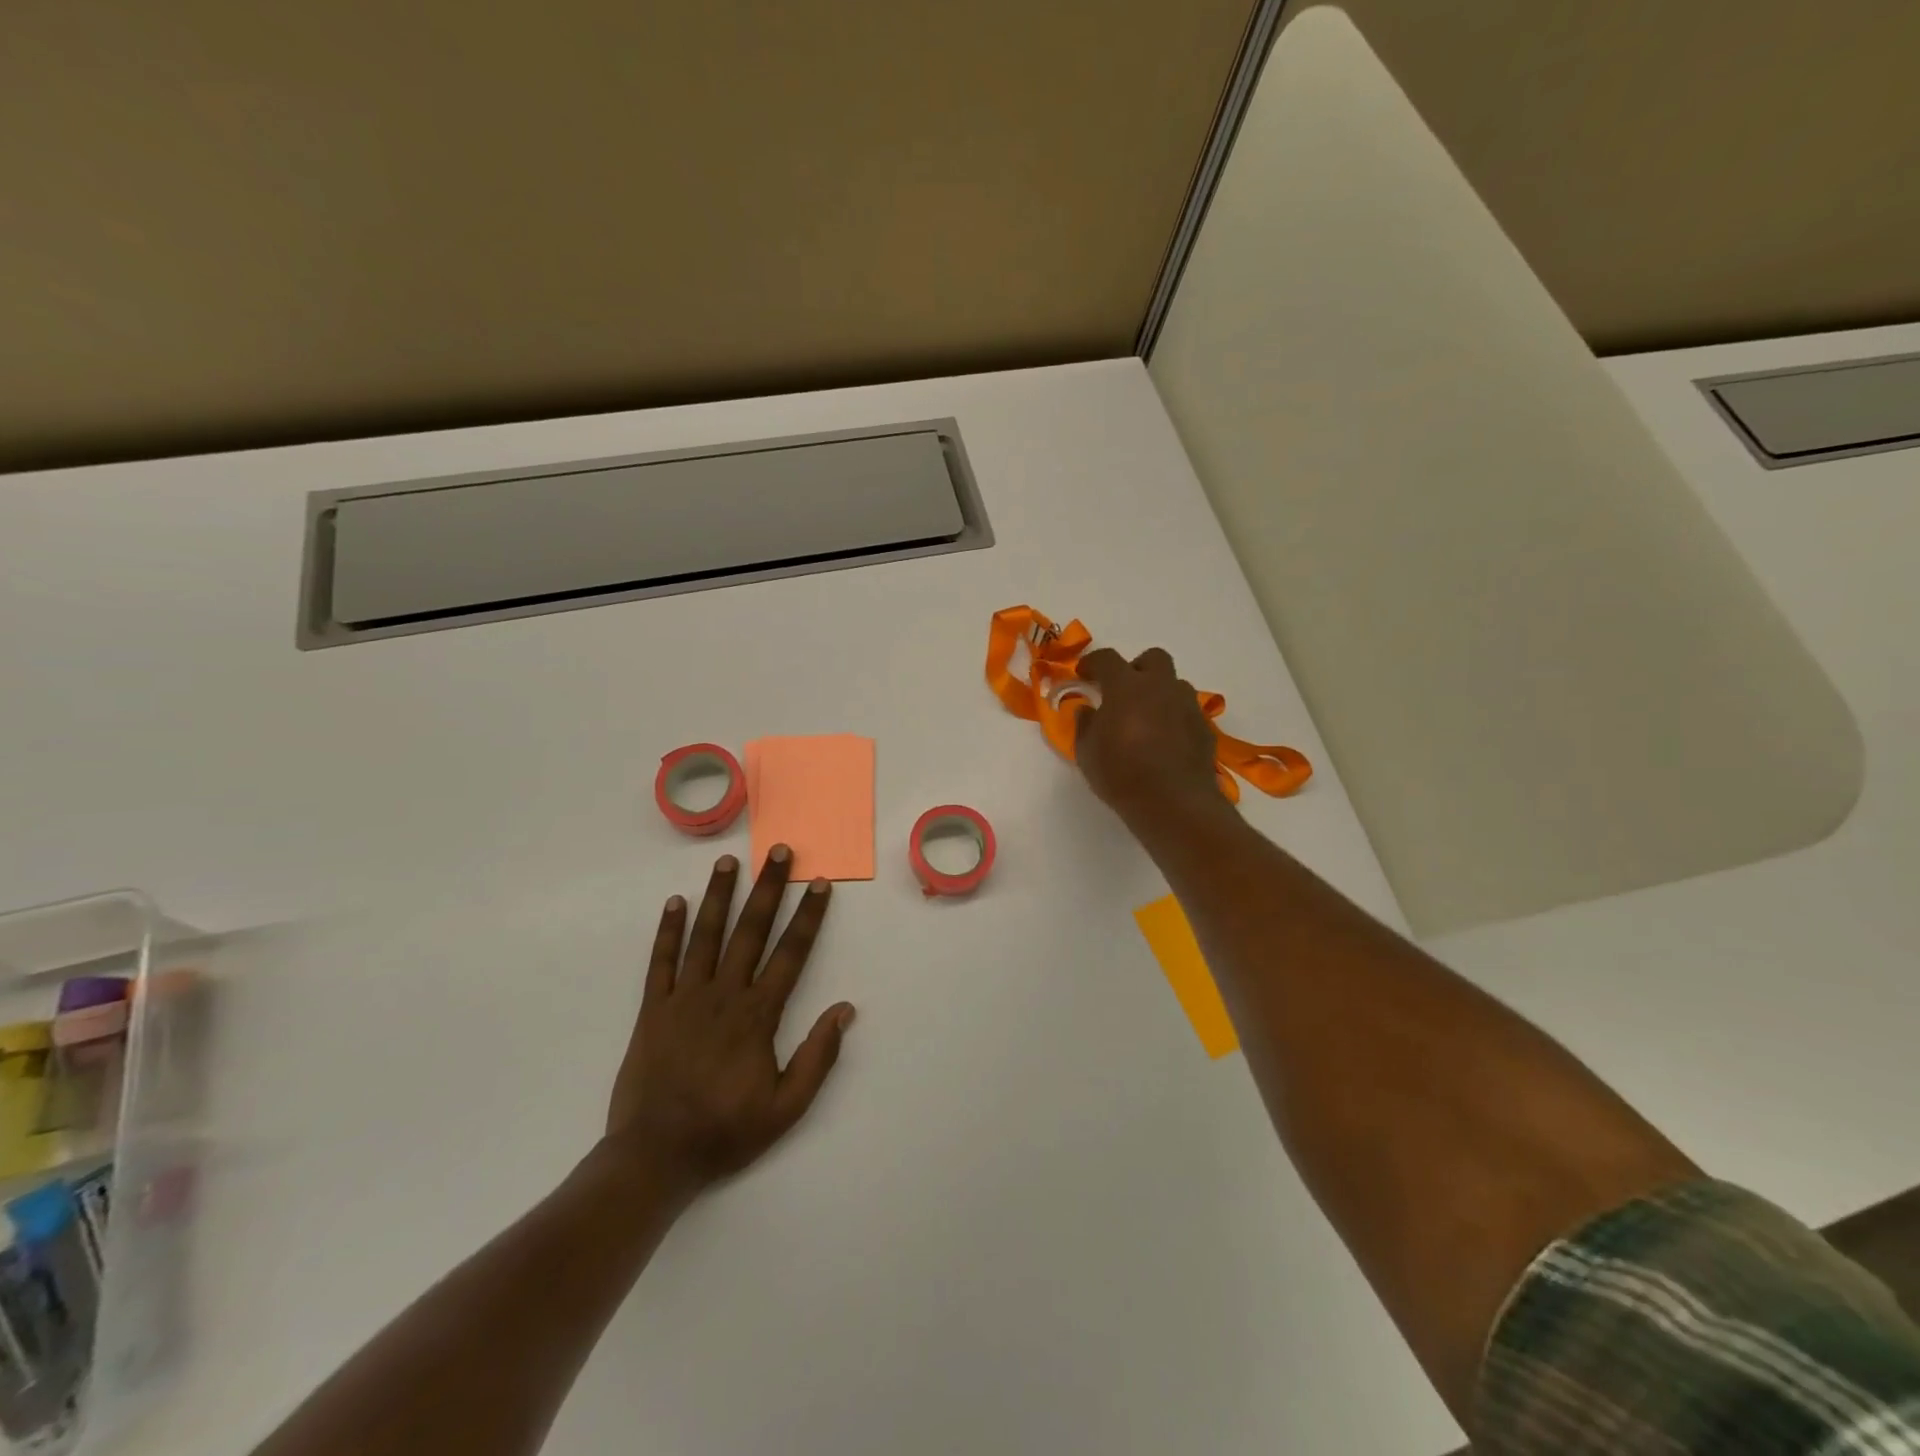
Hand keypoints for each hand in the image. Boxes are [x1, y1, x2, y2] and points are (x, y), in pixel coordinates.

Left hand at [604, 846, 854, 1201]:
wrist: (655, 1157)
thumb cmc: (726, 1132)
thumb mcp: (786, 1108)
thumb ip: (818, 1057)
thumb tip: (845, 1010)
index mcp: (758, 1015)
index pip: (791, 954)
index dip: (809, 917)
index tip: (820, 884)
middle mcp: (723, 995)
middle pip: (751, 931)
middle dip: (768, 888)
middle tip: (778, 851)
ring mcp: (684, 998)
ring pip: (705, 936)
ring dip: (719, 895)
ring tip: (728, 861)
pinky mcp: (652, 1010)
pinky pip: (660, 962)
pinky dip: (668, 931)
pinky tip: (675, 903)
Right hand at [1074, 647, 1224, 822]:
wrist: (1173, 802)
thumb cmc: (1121, 774)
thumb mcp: (1087, 752)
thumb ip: (1085, 725)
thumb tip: (1087, 710)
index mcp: (1126, 686)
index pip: (1107, 659)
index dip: (1093, 662)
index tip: (1084, 673)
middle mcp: (1160, 687)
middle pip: (1153, 658)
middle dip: (1136, 668)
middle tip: (1123, 691)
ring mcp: (1187, 705)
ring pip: (1175, 684)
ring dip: (1159, 693)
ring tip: (1147, 718)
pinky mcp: (1204, 727)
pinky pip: (1187, 711)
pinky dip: (1175, 717)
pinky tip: (1166, 741)